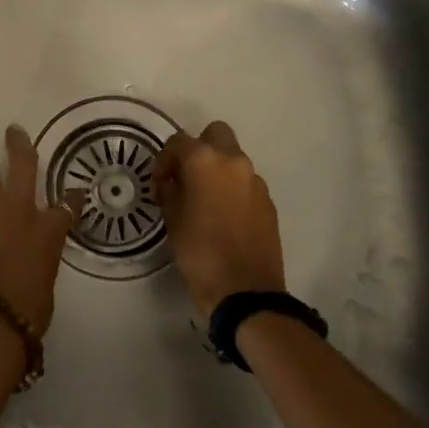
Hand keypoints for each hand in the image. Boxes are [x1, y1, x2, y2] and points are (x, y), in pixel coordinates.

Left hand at [0, 126, 75, 333]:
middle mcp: (22, 210)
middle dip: (18, 146)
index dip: (73, 196)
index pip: (68, 206)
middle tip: (12, 131)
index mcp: (50, 230)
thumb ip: (41, 265)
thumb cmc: (28, 310)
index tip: (76, 190)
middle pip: (23, 165)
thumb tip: (32, 267)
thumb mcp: (47, 283)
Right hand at [153, 120, 286, 318]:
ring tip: (205, 199)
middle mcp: (233, 161)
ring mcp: (255, 180)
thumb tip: (173, 182)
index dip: (165, 159)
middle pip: (216, 134)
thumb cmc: (200, 254)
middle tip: (186, 177)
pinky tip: (224, 216)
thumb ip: (171, 191)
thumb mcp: (172, 220)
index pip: (179, 141)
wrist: (246, 293)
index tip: (160, 184)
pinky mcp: (268, 201)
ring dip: (218, 169)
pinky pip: (246, 182)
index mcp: (205, 161)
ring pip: (233, 158)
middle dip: (199, 148)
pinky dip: (234, 188)